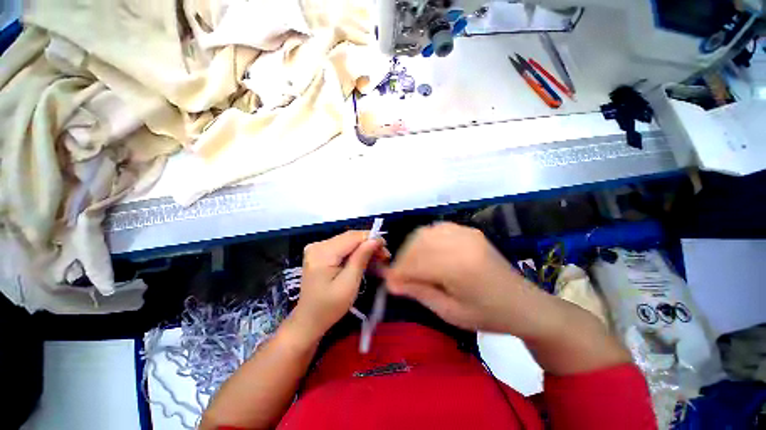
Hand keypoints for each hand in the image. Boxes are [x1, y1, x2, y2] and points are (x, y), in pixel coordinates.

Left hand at [291, 231, 388, 342]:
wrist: (309, 320)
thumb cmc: (329, 307)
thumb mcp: (349, 285)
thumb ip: (361, 259)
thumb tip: (375, 240)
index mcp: (322, 253)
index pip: (352, 237)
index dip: (371, 238)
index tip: (386, 248)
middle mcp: (318, 245)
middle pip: (350, 237)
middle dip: (369, 244)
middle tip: (385, 256)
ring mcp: (318, 248)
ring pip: (348, 241)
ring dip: (364, 248)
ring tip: (378, 258)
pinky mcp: (321, 252)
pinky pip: (343, 247)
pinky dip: (355, 252)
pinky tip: (365, 259)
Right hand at [385, 222, 545, 336]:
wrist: (524, 304)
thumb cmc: (488, 316)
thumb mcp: (450, 312)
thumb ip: (419, 292)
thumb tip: (392, 283)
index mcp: (459, 266)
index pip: (416, 263)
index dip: (398, 272)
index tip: (388, 283)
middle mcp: (461, 243)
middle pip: (418, 243)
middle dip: (403, 259)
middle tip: (399, 276)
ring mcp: (466, 233)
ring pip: (425, 233)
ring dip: (412, 248)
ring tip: (411, 265)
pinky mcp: (469, 231)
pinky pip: (437, 229)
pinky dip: (425, 239)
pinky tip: (426, 252)